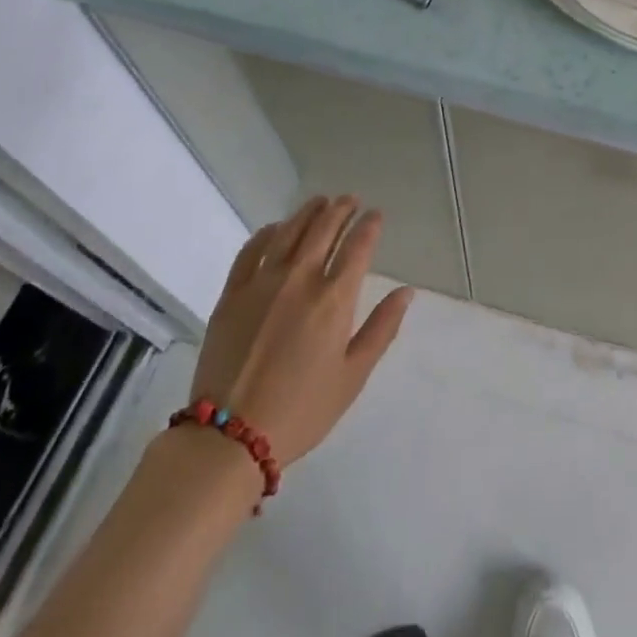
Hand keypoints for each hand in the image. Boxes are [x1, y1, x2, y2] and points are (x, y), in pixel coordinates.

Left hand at [190, 194, 413, 466]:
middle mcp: (300, 279)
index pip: (358, 247)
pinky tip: (276, 228)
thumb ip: (382, 329)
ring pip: (289, 232)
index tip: (376, 215)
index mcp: (334, 299)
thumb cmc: (302, 410)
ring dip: (308, 212)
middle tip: (351, 200)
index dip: (369, 226)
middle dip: (341, 209)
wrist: (230, 436)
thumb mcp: (353, 376)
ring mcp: (262, 283)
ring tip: (320, 202)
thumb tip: (406, 291)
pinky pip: (251, 250)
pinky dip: (267, 233)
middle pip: (324, 229)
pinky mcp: (232, 294)